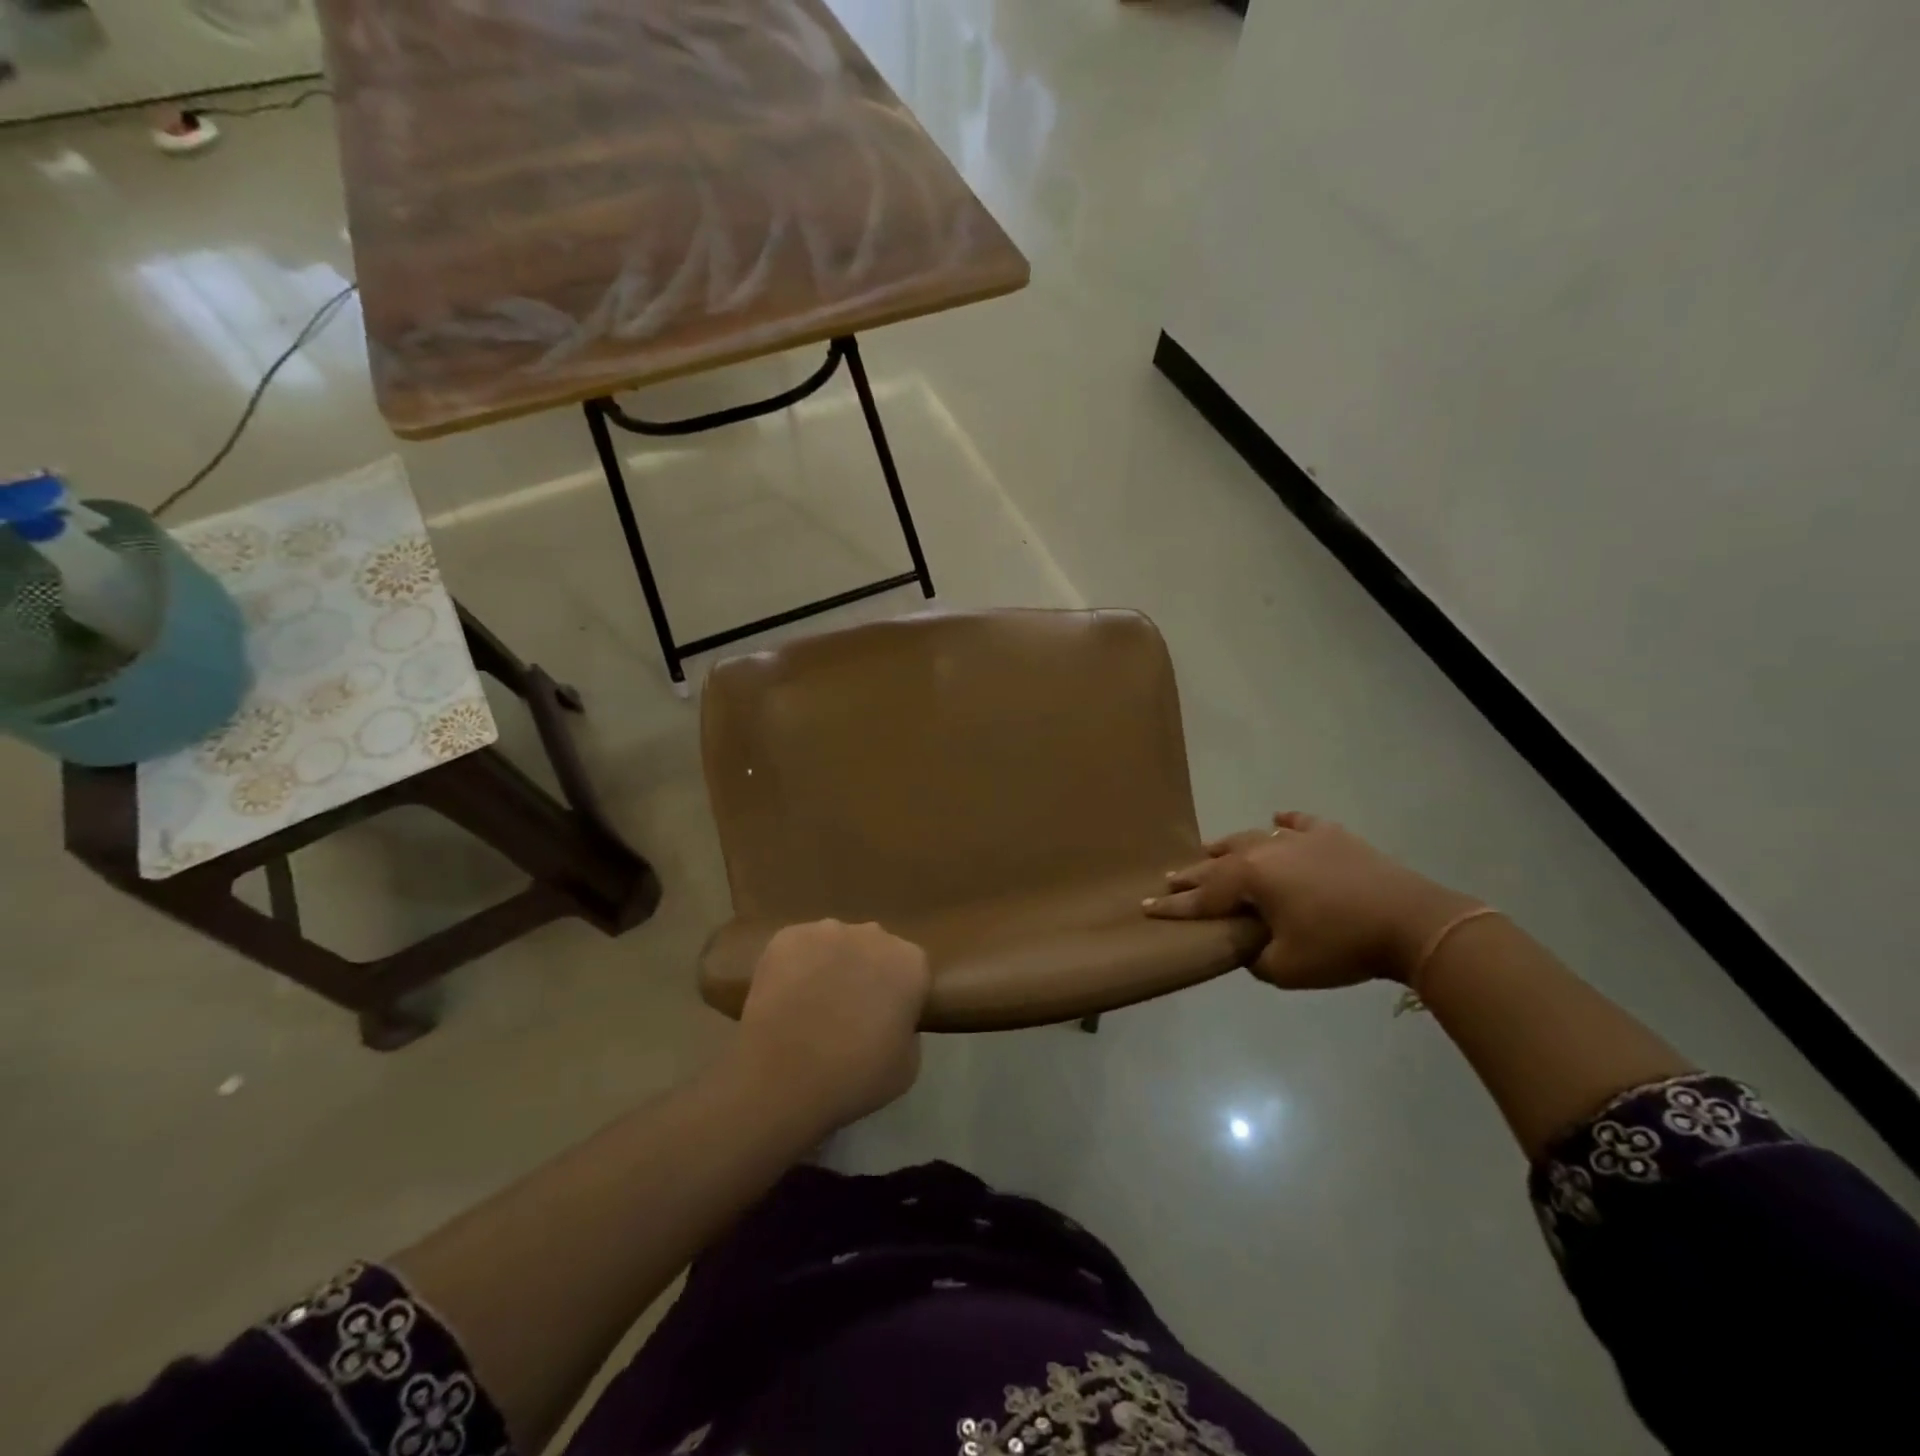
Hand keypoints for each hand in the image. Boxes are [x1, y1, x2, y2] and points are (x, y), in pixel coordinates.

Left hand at [730, 920, 931, 1131]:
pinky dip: (796, 966)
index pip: (913, 971)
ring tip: (811, 1006)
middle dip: (867, 972)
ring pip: (837, 944)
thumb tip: (892, 1019)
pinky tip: (785, 999)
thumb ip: (908, 1031)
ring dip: (831, 966)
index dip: (899, 996)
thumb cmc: (853, 1077)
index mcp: (910, 963)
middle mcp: (874, 934)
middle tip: (848, 1012)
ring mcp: (827, 930)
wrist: (781, 1078)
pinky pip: (800, 948)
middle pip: (876, 949)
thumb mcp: (907, 1068)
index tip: (885, 1022)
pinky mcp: (787, 936)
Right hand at [1144, 813, 1477, 988]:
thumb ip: (1255, 958)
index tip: (1146, 908)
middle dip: (1193, 874)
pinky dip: (1284, 822)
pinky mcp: (1332, 836)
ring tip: (1210, 849)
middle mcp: (1266, 850)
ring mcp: (1299, 839)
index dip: (1174, 907)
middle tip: (1170, 879)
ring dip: (1228, 847)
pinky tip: (1277, 818)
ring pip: (1251, 837)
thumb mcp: (1286, 968)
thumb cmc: (1341, 946)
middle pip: (1219, 862)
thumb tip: (1249, 946)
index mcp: (1250, 878)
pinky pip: (1299, 823)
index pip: (1202, 897)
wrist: (1411, 922)